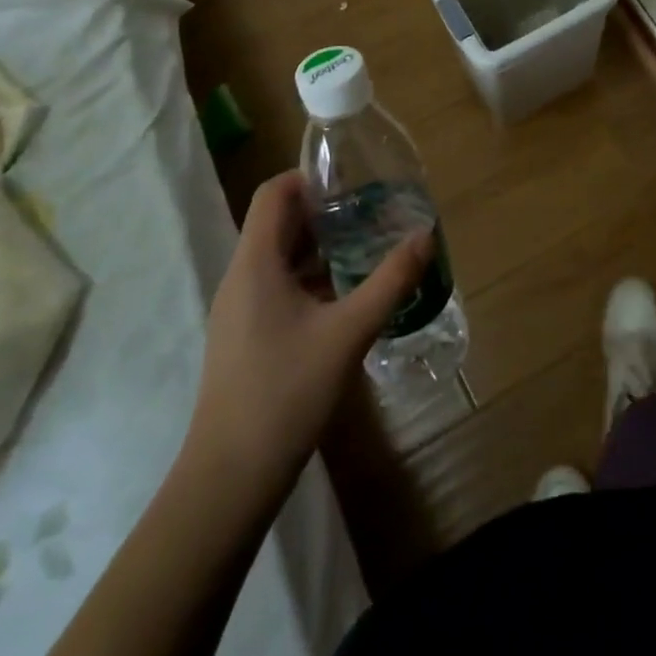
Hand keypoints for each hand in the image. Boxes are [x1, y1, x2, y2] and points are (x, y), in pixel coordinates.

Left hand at [192, 170, 431, 482]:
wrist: (230, 477)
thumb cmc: (286, 392)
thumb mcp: (349, 332)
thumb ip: (390, 281)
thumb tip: (425, 236)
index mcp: (255, 263)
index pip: (274, 193)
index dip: (310, 178)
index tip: (354, 182)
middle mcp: (241, 276)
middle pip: (278, 223)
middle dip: (324, 212)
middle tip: (372, 212)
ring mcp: (239, 309)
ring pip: (279, 257)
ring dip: (319, 247)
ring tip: (367, 248)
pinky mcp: (245, 336)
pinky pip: (277, 287)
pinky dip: (310, 278)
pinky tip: (345, 297)